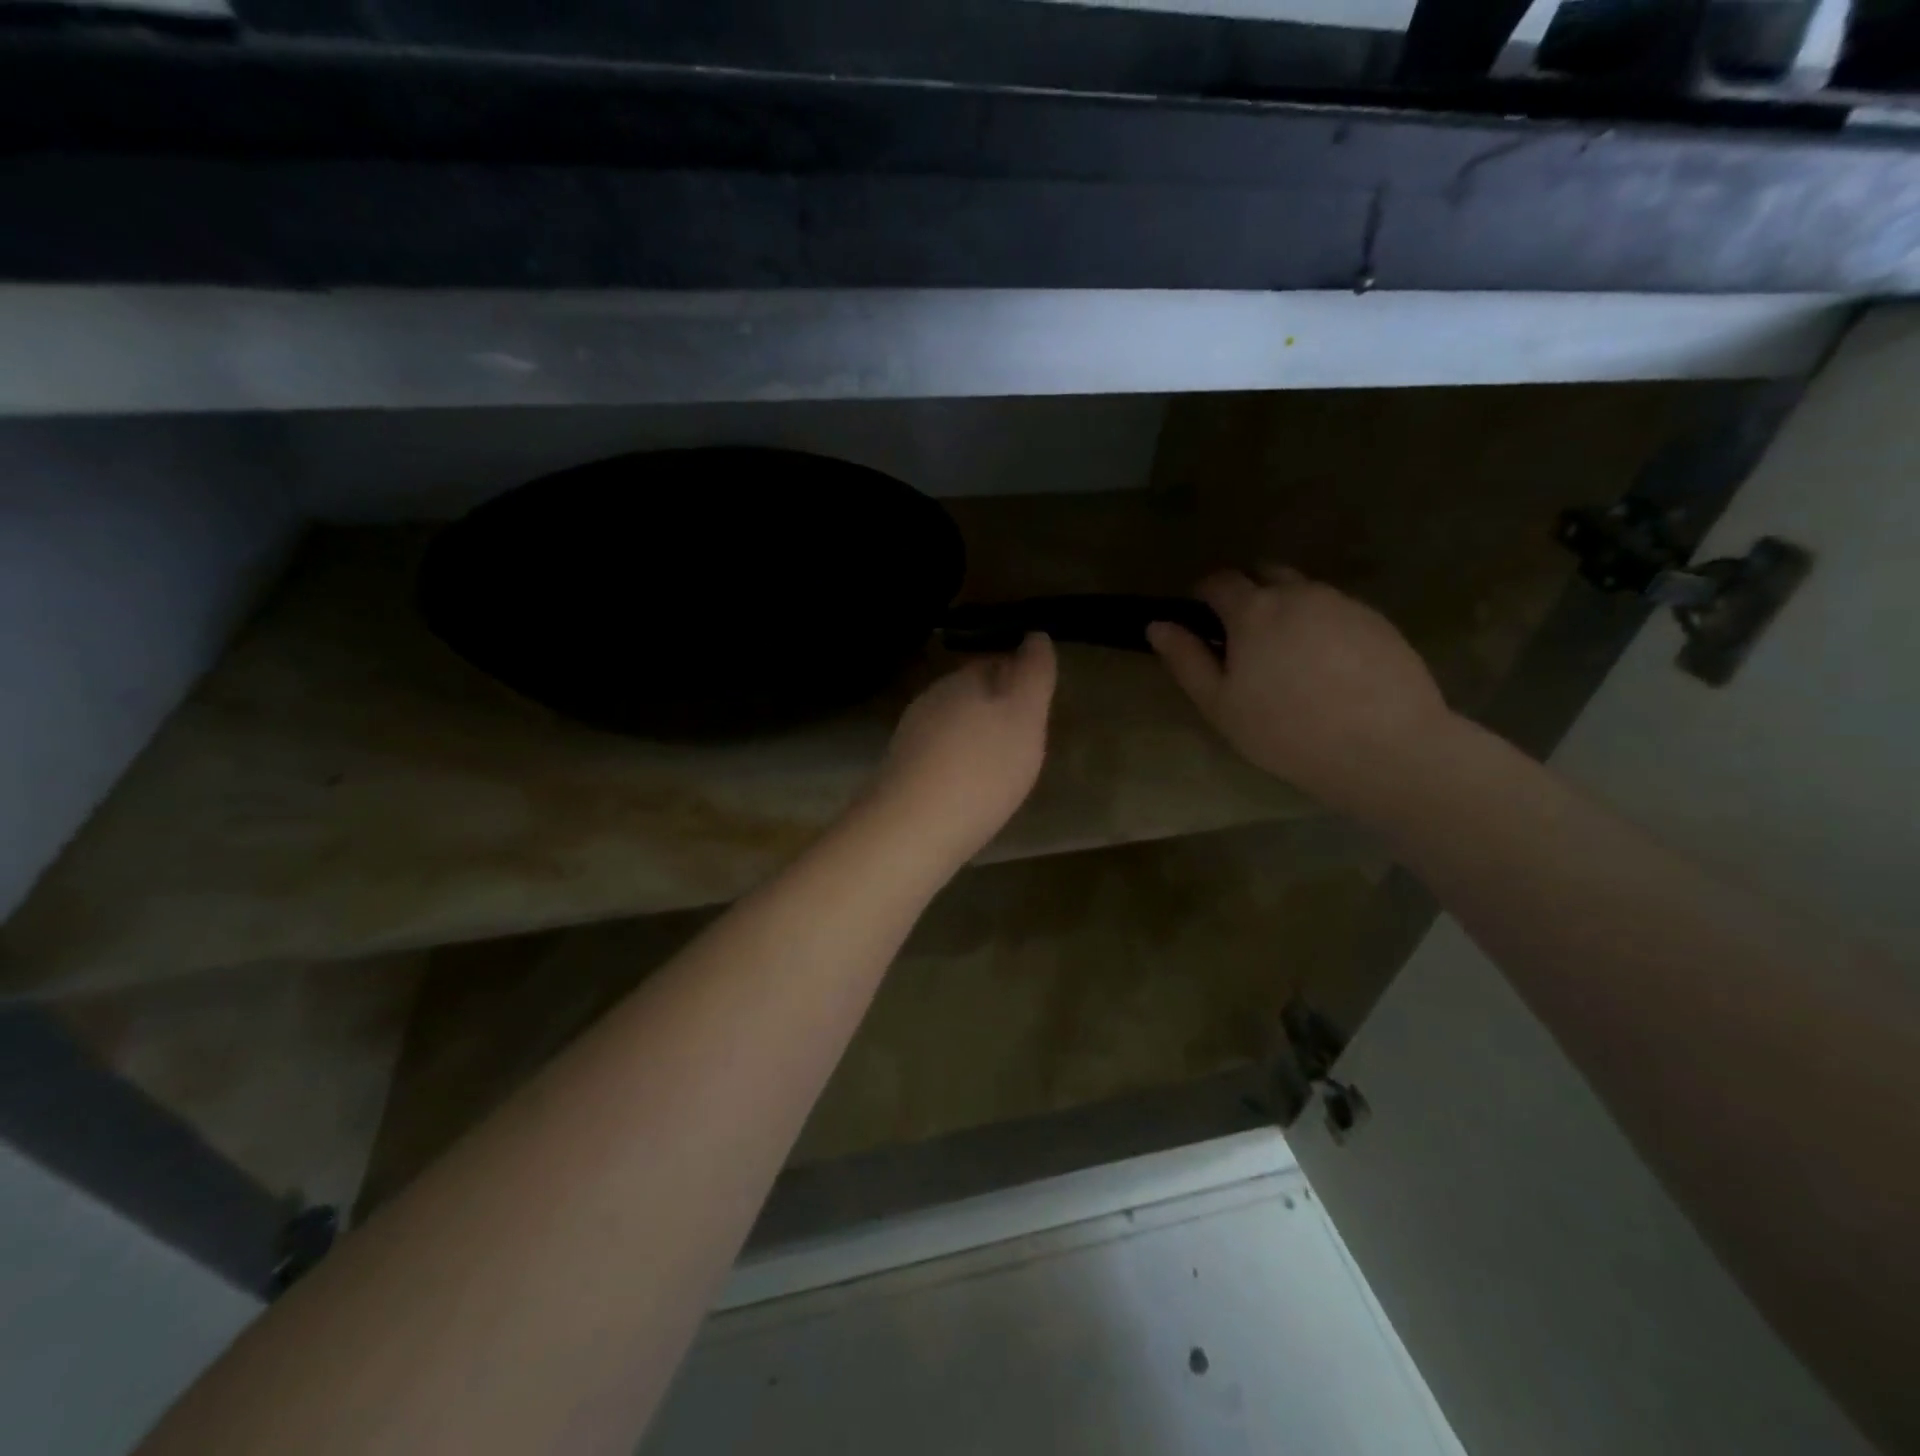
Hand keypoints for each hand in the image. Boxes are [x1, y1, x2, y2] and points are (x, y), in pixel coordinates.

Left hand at [863, 632, 1056, 866]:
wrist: (913, 826)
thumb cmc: (982, 767)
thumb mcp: (1025, 715)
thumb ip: (1033, 673)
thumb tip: (1035, 636)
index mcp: (964, 679)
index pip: (996, 662)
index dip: (1020, 678)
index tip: (1037, 703)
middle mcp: (933, 698)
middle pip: (972, 692)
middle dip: (997, 706)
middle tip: (1023, 735)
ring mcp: (912, 733)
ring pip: (953, 722)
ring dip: (975, 735)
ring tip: (1000, 764)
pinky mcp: (902, 769)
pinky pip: (939, 753)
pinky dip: (958, 761)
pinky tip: (969, 785)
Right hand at [1148, 568, 1452, 817]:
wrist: (1386, 748)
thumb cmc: (1286, 731)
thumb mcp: (1220, 704)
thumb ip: (1186, 659)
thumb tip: (1158, 624)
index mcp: (1254, 610)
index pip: (1219, 581)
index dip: (1203, 595)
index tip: (1200, 620)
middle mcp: (1299, 593)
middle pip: (1265, 573)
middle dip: (1248, 593)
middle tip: (1244, 638)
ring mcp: (1343, 603)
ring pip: (1304, 591)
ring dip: (1287, 610)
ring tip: (1289, 658)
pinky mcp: (1378, 621)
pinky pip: (1337, 611)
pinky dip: (1322, 627)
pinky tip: (1328, 669)